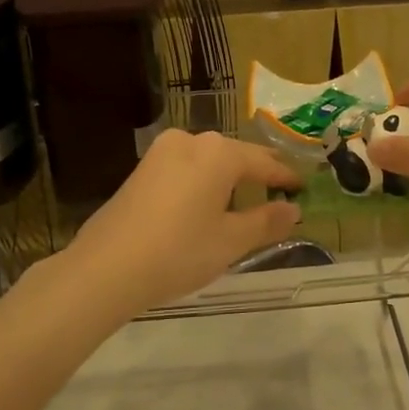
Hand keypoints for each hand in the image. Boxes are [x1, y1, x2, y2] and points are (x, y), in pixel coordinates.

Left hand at [59, 130, 302, 319]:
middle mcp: (191, 141)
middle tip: (279, 189)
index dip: (285, 177)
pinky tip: (207, 200)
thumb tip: (293, 210)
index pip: (264, 162)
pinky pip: (186, 168)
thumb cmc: (179, 252)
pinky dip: (204, 180)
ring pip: (208, 160)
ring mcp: (161, 153)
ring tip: (246, 196)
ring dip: (229, 176)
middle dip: (258, 172)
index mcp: (218, 153)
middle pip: (235, 155)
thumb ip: (266, 222)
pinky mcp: (142, 169)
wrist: (106, 268)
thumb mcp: (231, 241)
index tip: (302, 187)